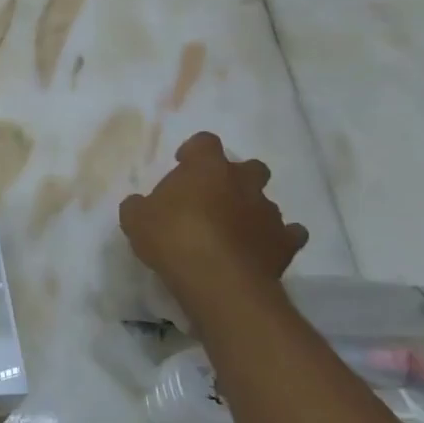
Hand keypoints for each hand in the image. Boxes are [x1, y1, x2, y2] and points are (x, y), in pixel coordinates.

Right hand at [119, 132, 307, 298]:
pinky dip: (277, 238)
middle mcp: (243, 182)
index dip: (194, 152)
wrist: (218, 280)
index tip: (182, 165)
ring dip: (251, 211)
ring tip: (232, 232)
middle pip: (249, 167)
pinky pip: (289, 234)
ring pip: (266, 202)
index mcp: (206, 167)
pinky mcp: (285, 243)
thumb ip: (138, 206)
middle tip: (213, 198)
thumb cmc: (172, 238)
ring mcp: (268, 211)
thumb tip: (140, 205)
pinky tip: (261, 249)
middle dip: (235, 178)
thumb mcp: (135, 219)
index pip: (205, 142)